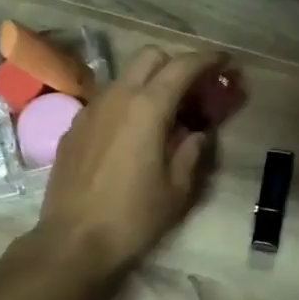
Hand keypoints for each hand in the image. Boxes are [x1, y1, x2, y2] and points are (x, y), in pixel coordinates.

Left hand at [35, 46, 223, 283]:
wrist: (73, 242)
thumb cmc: (133, 217)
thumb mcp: (177, 189)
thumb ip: (192, 152)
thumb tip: (197, 133)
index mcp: (146, 108)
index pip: (182, 66)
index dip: (208, 60)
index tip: (226, 62)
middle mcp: (116, 97)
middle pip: (149, 57)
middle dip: (176, 63)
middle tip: (194, 89)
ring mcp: (90, 110)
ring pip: (125, 77)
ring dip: (149, 83)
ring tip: (165, 113)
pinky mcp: (74, 128)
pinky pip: (106, 101)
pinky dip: (127, 103)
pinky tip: (133, 134)